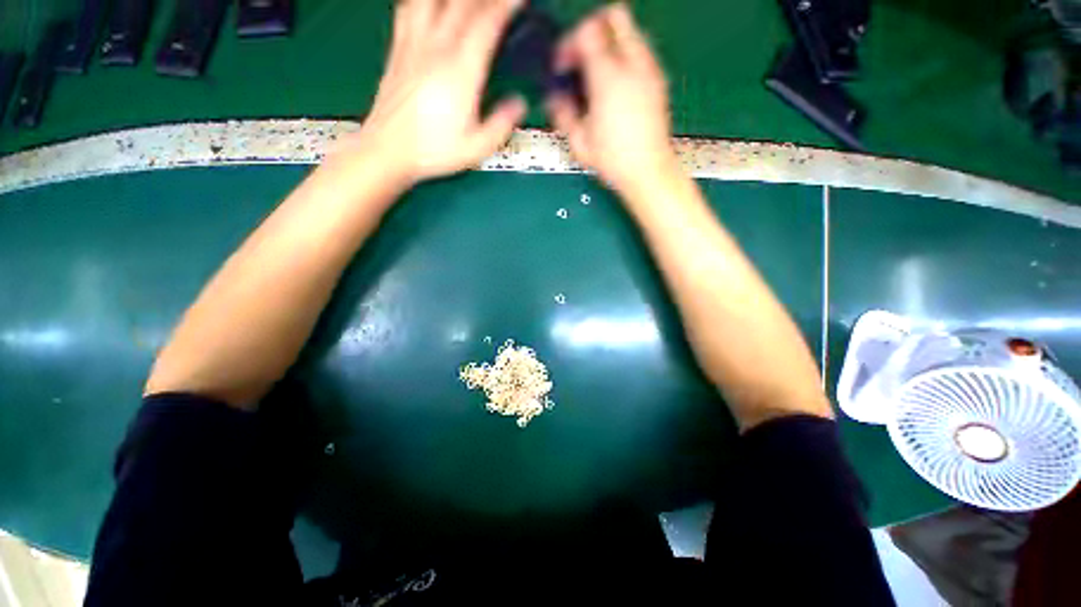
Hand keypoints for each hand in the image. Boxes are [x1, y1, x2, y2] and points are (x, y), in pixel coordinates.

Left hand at [341, 0, 527, 185]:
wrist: (389, 150)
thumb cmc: (433, 151)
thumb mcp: (476, 148)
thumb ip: (501, 124)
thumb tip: (518, 104)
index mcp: (460, 72)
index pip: (487, 24)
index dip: (506, 5)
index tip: (518, 0)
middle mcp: (436, 50)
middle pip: (462, 3)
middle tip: (498, 2)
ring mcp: (414, 47)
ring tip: (466, 2)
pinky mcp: (398, 51)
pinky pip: (408, 10)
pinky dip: (422, 1)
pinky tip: (431, 4)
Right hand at [546, 4, 677, 195]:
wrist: (648, 171)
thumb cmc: (614, 160)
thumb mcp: (578, 141)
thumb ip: (562, 113)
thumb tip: (555, 98)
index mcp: (608, 79)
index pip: (586, 31)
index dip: (568, 44)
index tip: (562, 66)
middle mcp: (632, 66)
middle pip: (614, 15)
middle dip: (592, 29)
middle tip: (581, 58)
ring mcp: (650, 71)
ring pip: (631, 30)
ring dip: (609, 43)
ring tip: (597, 75)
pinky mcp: (658, 82)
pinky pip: (641, 52)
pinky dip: (625, 57)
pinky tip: (615, 86)